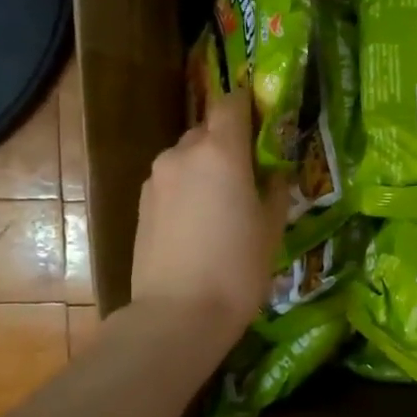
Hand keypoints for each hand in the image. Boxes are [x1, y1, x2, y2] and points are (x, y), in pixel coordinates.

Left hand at [130, 89, 287, 347]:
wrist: (178, 314)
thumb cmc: (238, 268)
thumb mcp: (272, 228)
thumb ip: (274, 188)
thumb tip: (272, 172)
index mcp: (220, 151)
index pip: (232, 103)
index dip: (249, 104)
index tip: (265, 118)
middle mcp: (182, 154)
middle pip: (208, 131)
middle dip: (229, 143)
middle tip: (251, 173)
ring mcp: (156, 179)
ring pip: (187, 158)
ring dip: (206, 169)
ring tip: (224, 205)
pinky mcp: (142, 204)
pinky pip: (172, 183)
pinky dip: (188, 190)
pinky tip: (200, 224)